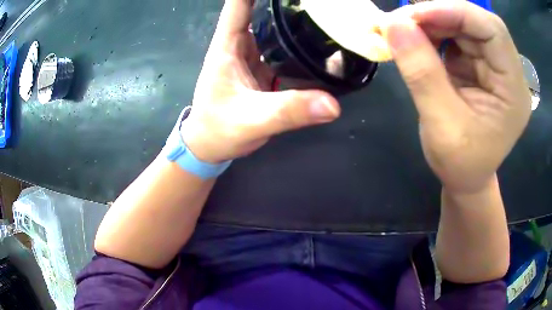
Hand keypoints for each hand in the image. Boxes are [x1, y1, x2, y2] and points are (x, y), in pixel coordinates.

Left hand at [181, 0, 339, 163]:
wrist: (210, 146)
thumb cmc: (218, 129)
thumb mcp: (251, 120)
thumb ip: (287, 111)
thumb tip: (332, 105)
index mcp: (229, 44)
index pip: (240, 4)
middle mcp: (242, 43)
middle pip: (263, 10)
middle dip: (287, 3)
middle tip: (320, 3)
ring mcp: (255, 55)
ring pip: (276, 28)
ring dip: (296, 19)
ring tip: (325, 14)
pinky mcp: (265, 69)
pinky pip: (285, 49)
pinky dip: (301, 44)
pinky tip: (321, 43)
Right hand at [384, 0, 530, 192]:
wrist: (465, 179)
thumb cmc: (460, 164)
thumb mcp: (441, 124)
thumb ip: (421, 72)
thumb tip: (393, 24)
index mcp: (513, 90)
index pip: (493, 31)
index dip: (455, 12)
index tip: (414, 15)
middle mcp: (507, 71)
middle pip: (476, 23)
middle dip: (438, 15)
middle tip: (400, 21)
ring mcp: (493, 66)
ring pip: (463, 26)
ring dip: (431, 23)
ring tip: (402, 31)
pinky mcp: (478, 66)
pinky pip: (455, 37)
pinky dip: (431, 33)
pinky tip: (414, 41)